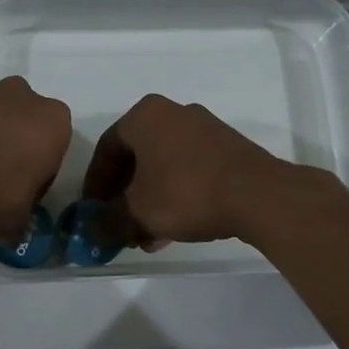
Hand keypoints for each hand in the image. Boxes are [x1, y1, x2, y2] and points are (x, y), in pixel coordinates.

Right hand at [81, 94, 286, 246]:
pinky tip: (174, 228)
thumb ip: (107, 221)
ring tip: (146, 236)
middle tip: (118, 225)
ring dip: (149, 200)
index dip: (95, 184)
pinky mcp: (227, 147)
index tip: (92, 212)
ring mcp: (204, 128)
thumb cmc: (186, 192)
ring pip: (163, 166)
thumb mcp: (137, 211)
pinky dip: (175, 195)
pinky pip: (188, 169)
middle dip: (124, 195)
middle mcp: (173, 112)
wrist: (258, 195)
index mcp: (145, 115)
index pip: (107, 149)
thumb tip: (90, 231)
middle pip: (136, 157)